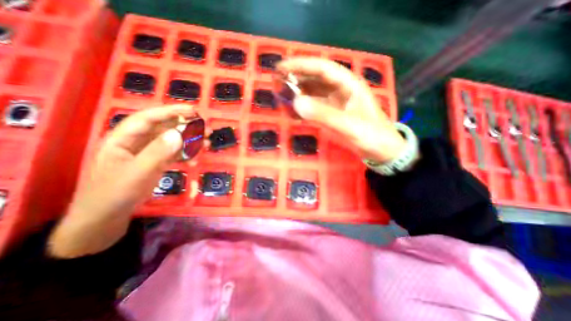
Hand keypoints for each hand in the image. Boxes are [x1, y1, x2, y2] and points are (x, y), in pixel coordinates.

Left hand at [46, 105, 193, 257]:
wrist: (106, 218)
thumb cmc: (114, 194)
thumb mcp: (137, 173)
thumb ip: (158, 153)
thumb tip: (179, 134)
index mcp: (123, 139)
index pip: (149, 118)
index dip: (170, 111)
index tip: (193, 110)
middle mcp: (137, 143)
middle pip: (164, 129)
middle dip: (186, 127)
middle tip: (206, 129)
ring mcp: (148, 154)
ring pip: (172, 142)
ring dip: (190, 142)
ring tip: (207, 144)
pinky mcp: (156, 164)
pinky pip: (174, 154)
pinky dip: (186, 155)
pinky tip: (195, 159)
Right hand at [278, 57, 404, 162]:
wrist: (381, 150)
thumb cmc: (371, 135)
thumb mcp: (349, 125)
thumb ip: (324, 115)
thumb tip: (296, 102)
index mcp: (349, 85)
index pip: (322, 68)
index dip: (302, 65)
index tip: (282, 68)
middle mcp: (341, 89)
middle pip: (316, 78)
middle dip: (296, 77)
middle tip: (277, 81)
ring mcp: (336, 102)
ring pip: (314, 92)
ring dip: (298, 92)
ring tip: (282, 95)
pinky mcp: (332, 113)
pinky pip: (315, 106)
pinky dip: (304, 107)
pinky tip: (294, 110)